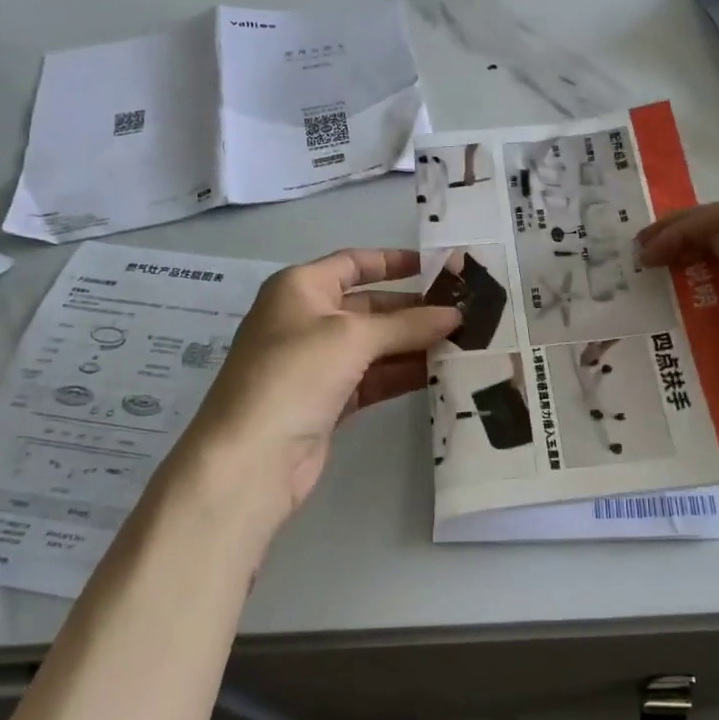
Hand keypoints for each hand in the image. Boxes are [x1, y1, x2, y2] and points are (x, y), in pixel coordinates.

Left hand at [189, 249, 459, 513]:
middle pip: (370, 305)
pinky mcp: (328, 400)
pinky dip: (403, 374)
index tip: (440, 267)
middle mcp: (306, 319)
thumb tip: (455, 315)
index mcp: (300, 288)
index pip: (354, 262)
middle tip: (466, 312)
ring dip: (415, 344)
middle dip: (415, 309)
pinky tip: (441, 373)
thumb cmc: (295, 374)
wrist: (252, 458)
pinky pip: (374, 378)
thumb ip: (407, 324)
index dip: (395, 261)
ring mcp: (317, 363)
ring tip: (465, 342)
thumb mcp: (353, 337)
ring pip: (375, 345)